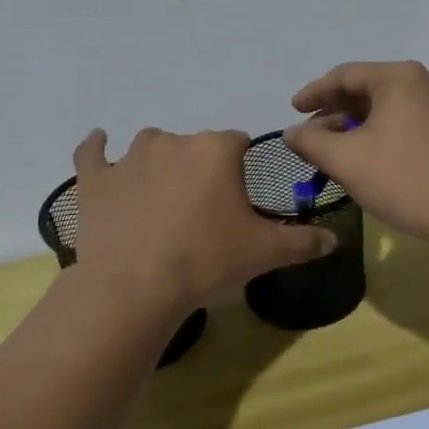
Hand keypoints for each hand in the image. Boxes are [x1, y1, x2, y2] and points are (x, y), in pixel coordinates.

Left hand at [70, 127, 336, 311]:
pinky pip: (92, 153)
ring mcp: (129, 157)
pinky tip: (97, 143)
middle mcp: (173, 141)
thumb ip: (303, 241)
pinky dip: (96, 149)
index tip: (238, 197)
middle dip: (201, 170)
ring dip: (158, 163)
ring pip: (150, 147)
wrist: (135, 286)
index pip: (237, 142)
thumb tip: (336, 240)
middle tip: (202, 212)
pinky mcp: (95, 179)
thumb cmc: (206, 261)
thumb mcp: (264, 252)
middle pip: (194, 146)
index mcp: (216, 150)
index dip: (240, 167)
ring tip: (160, 199)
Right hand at [282, 61, 428, 246]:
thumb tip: (291, 131)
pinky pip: (400, 123)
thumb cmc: (404, 179)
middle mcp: (422, 84)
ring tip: (329, 151)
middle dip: (333, 112)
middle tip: (307, 134)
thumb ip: (311, 141)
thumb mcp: (346, 160)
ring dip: (352, 127)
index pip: (345, 75)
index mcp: (399, 78)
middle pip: (365, 89)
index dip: (313, 92)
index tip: (291, 111)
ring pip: (383, 109)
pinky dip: (375, 135)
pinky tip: (361, 159)